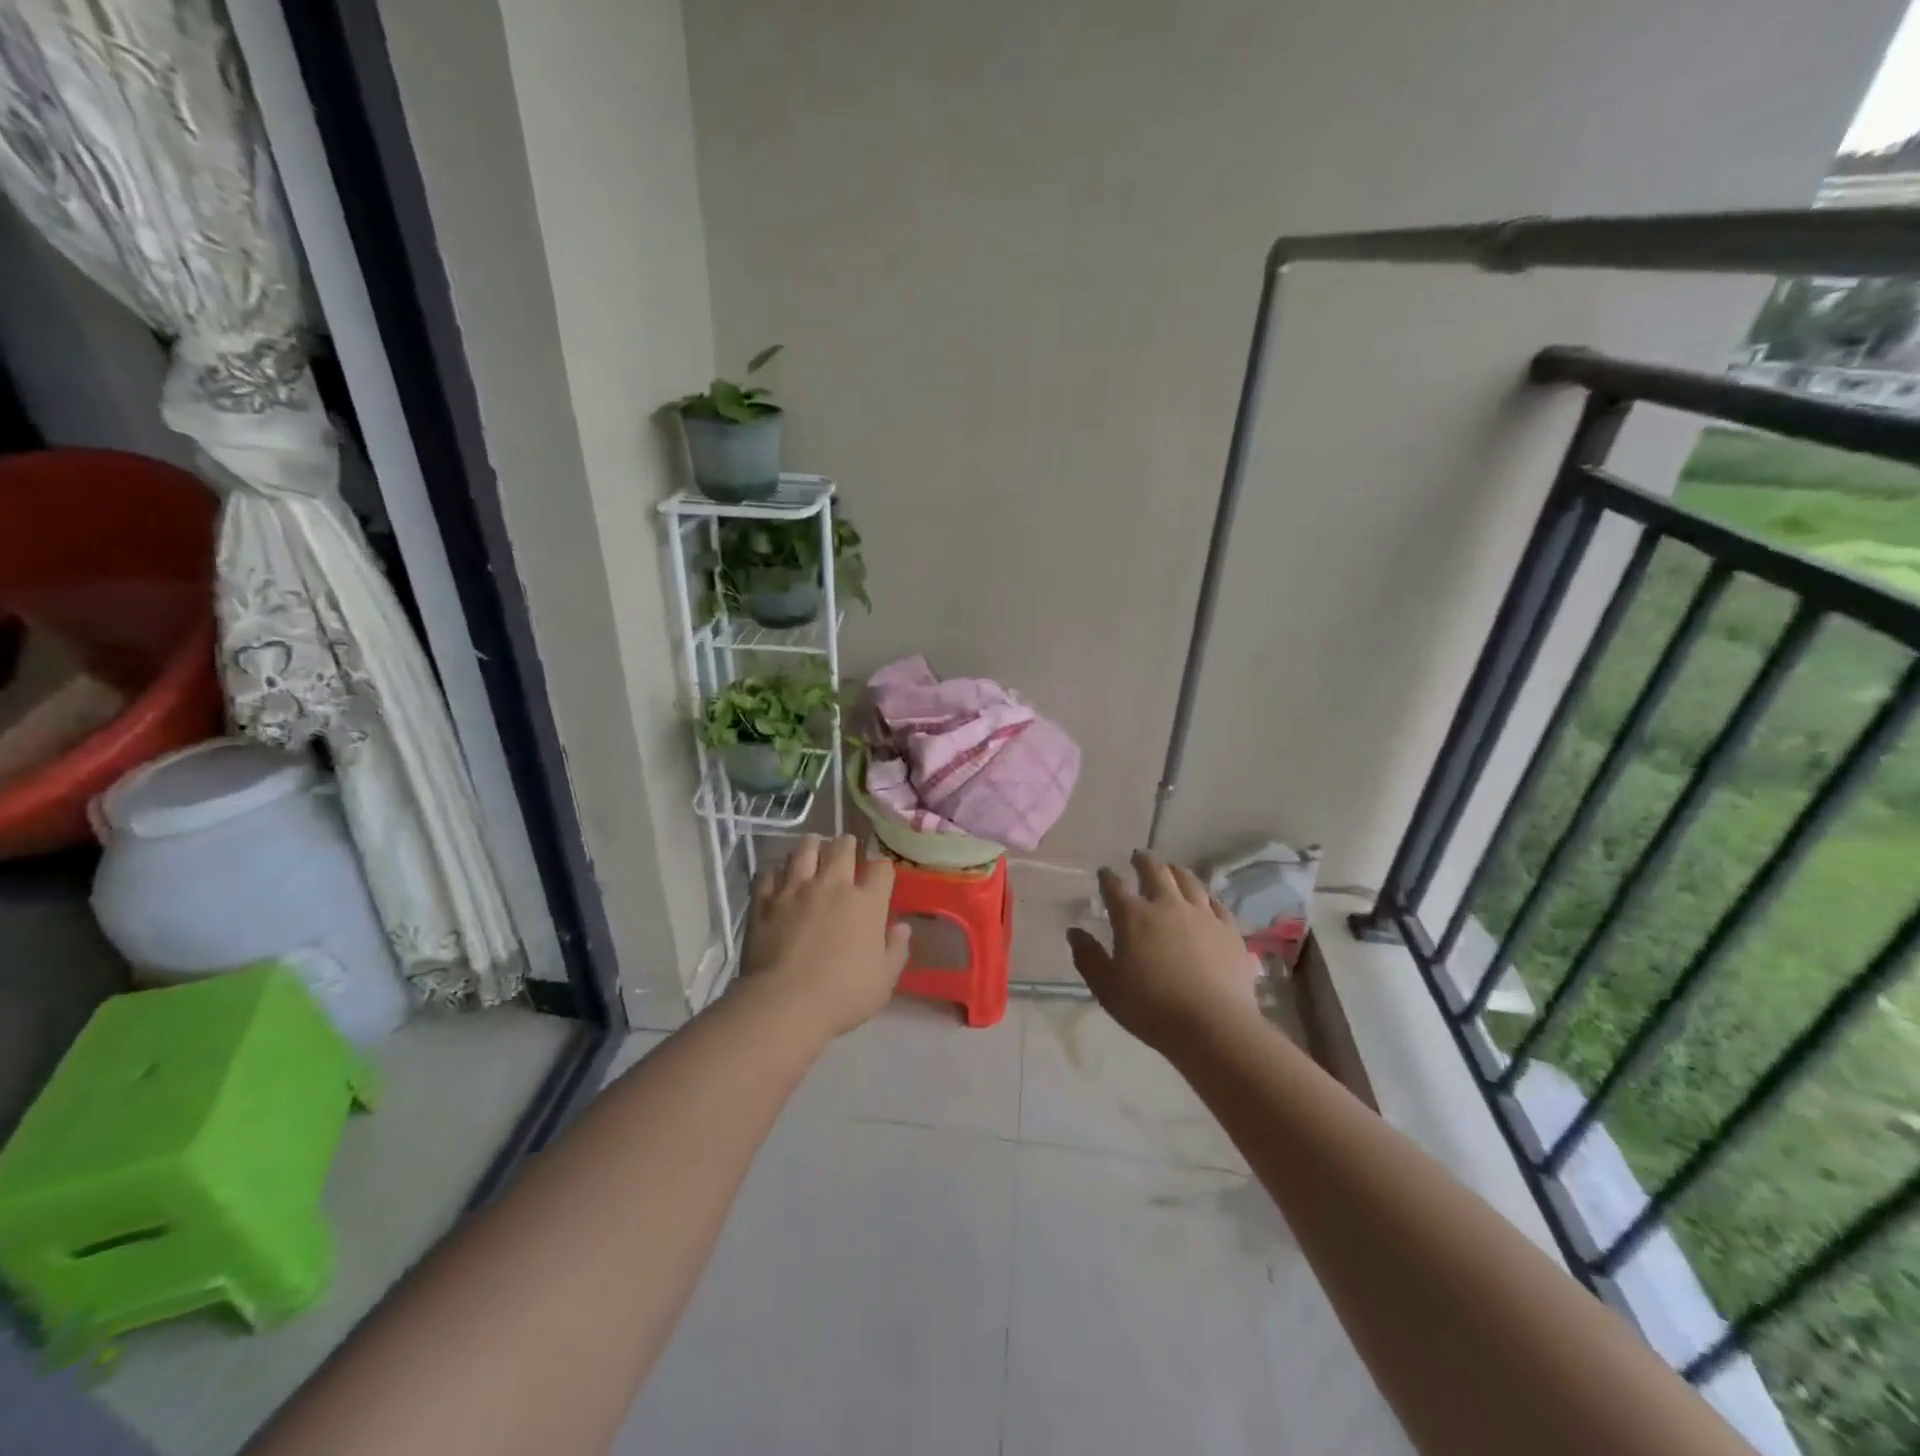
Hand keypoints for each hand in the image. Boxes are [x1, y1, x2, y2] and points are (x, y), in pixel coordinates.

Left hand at [742, 835, 911, 1039]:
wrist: (785, 1003)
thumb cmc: (843, 995)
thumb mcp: (883, 980)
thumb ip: (896, 950)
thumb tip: (902, 927)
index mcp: (866, 903)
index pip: (881, 869)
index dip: (882, 867)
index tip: (879, 873)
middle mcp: (832, 886)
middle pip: (841, 848)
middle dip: (846, 844)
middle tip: (845, 847)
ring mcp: (795, 890)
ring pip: (803, 850)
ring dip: (811, 846)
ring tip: (812, 847)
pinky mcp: (765, 902)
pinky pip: (769, 874)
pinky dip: (776, 872)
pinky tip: (778, 877)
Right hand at [1066, 851, 1260, 1055]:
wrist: (1213, 1026)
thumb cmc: (1152, 1008)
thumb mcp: (1107, 988)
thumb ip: (1088, 957)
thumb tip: (1074, 932)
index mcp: (1133, 917)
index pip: (1114, 887)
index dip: (1107, 877)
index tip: (1104, 873)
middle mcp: (1167, 905)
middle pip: (1155, 871)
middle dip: (1143, 861)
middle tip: (1139, 857)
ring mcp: (1202, 915)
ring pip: (1188, 881)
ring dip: (1175, 871)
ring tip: (1171, 869)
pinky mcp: (1229, 930)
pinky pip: (1216, 903)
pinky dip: (1206, 896)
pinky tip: (1205, 899)